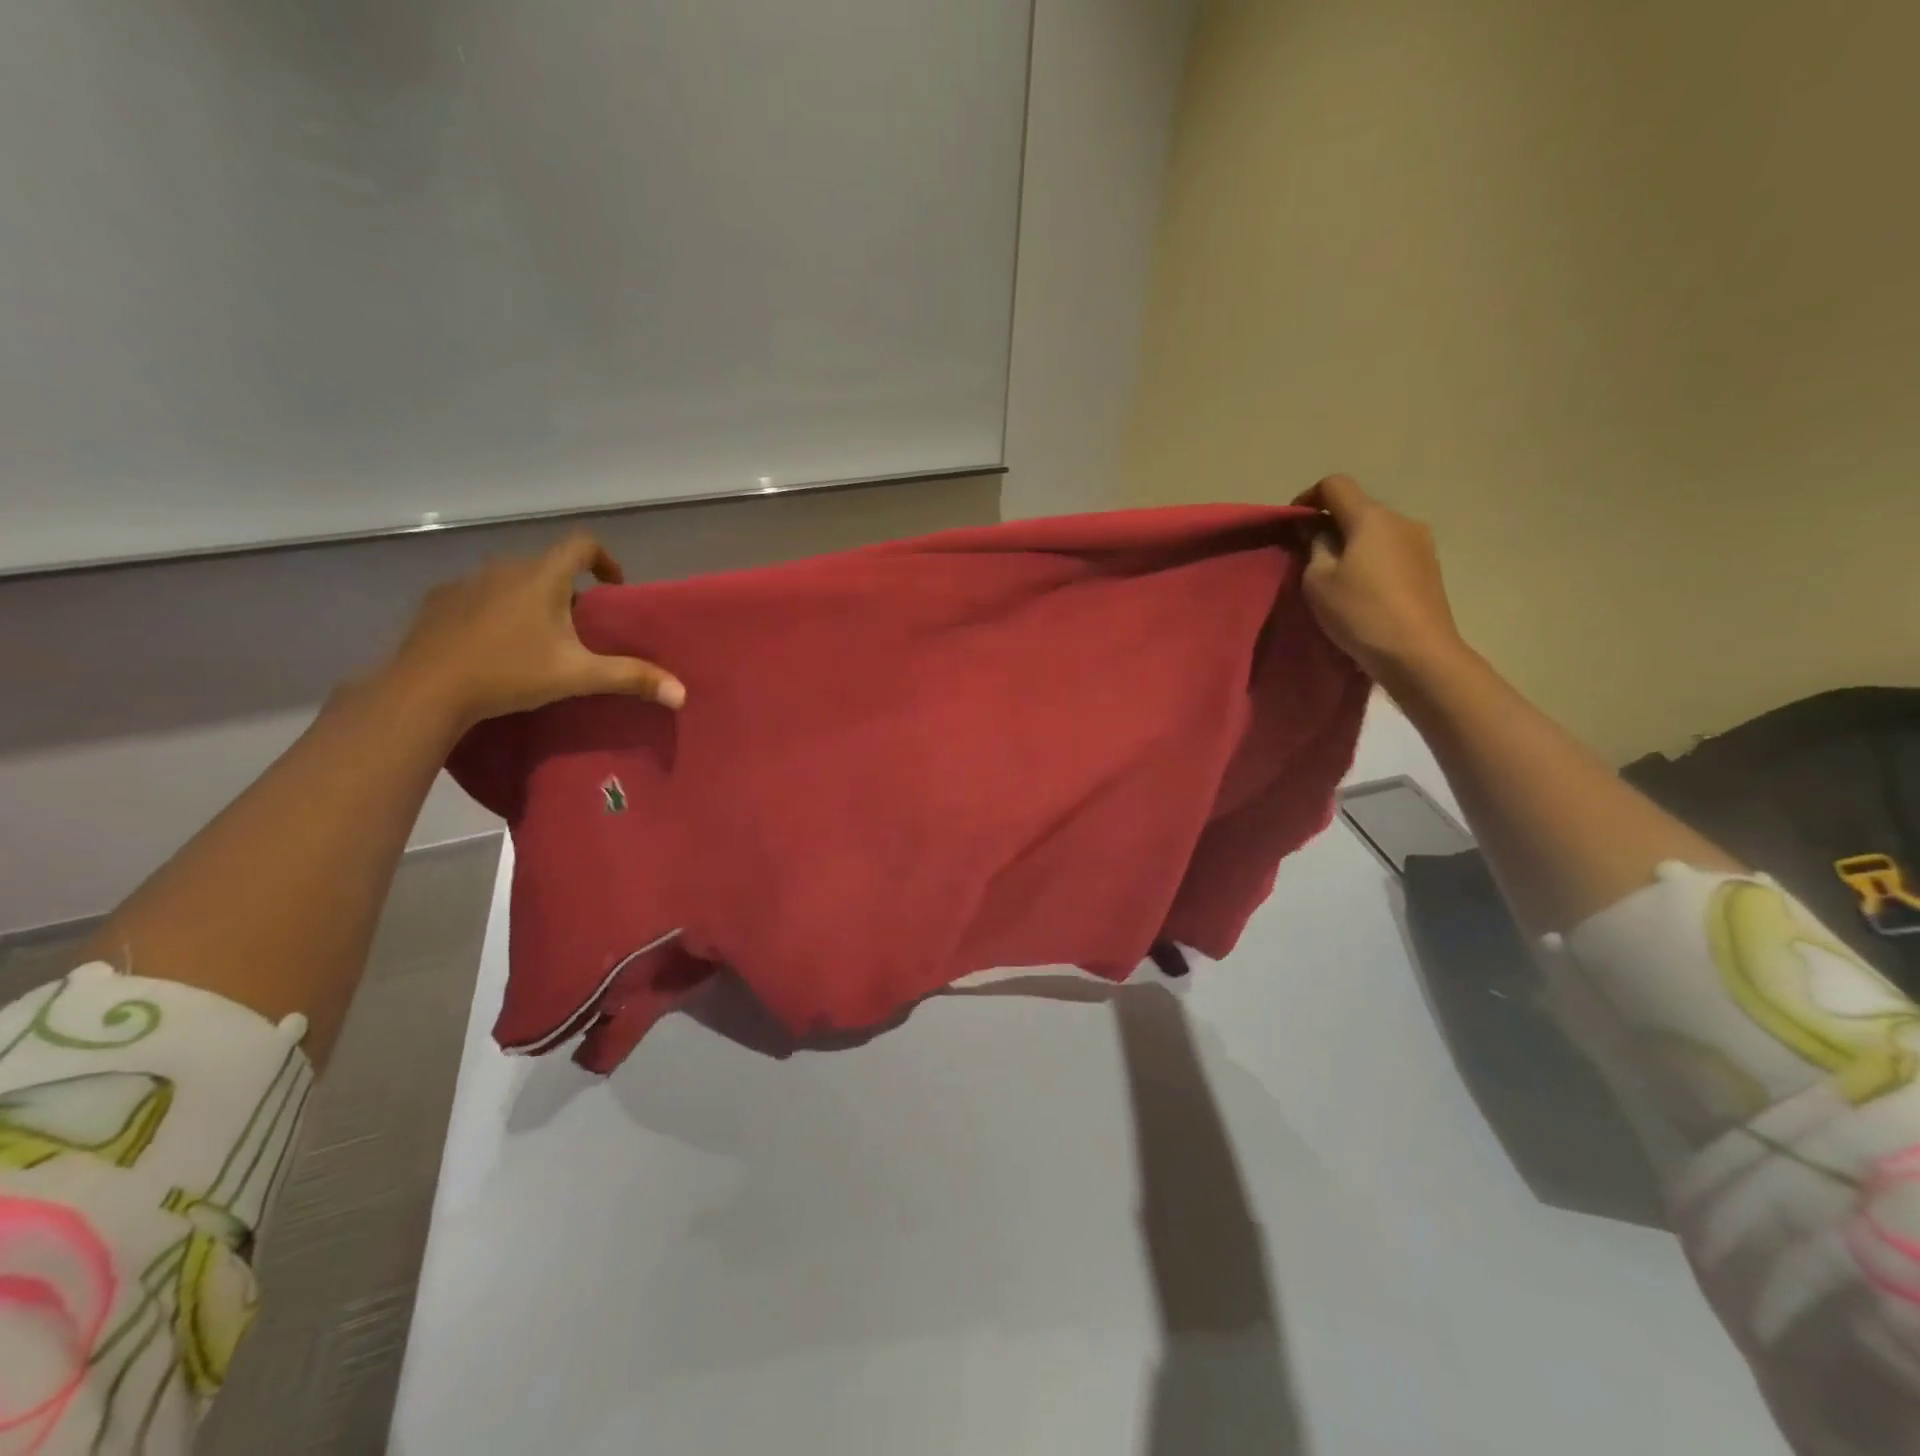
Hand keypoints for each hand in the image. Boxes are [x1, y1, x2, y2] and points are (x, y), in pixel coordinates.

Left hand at [384, 531, 685, 730]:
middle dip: (568, 591)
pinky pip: (479, 596)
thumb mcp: (578, 676)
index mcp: (542, 576)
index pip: (582, 544)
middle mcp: (504, 567)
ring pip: (512, 581)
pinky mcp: (439, 602)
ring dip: (531, 600)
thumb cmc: (510, 672)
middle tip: (579, 629)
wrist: (426, 689)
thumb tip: (682, 694)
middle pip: (548, 566)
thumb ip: (631, 678)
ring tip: (537, 640)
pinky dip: (496, 612)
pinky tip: (494, 647)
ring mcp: (466, 582)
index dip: (605, 559)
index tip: (613, 588)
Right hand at [1296, 474, 1466, 684]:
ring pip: (1376, 532)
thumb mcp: (1318, 581)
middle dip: (1331, 525)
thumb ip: (1315, 548)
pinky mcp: (1429, 567)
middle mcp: (1401, 520)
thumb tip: (1318, 532)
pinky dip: (1371, 561)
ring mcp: (1421, 543)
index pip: (1335, 485)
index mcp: (1371, 518)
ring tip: (1335, 579)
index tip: (1293, 524)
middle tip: (1308, 557)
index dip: (1308, 498)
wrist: (1418, 652)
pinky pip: (1391, 552)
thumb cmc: (1360, 612)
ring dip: (1352, 545)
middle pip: (1358, 509)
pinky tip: (1362, 591)